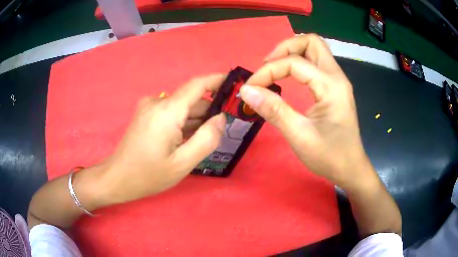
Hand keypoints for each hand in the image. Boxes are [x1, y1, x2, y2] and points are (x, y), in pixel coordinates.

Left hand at [99, 74, 226, 204]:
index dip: (217, 80)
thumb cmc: (149, 174)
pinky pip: (171, 112)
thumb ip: (207, 139)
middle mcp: (157, 102)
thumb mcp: (183, 163)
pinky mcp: (145, 113)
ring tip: (202, 141)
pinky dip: (182, 123)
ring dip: (195, 120)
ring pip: (182, 107)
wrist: (118, 178)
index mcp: (167, 111)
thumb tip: (221, 118)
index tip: (235, 83)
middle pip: (191, 100)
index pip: (197, 85)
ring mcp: (149, 107)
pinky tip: (184, 141)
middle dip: (209, 112)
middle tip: (222, 131)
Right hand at [240, 34, 371, 188]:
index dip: (268, 71)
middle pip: (311, 42)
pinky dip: (300, 63)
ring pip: (315, 50)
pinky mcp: (335, 88)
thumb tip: (247, 90)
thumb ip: (274, 110)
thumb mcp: (299, 136)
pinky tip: (290, 77)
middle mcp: (336, 76)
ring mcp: (337, 81)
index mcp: (331, 85)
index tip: (251, 88)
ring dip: (293, 53)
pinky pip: (317, 63)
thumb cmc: (329, 156)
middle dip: (285, 48)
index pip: (294, 63)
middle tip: (268, 66)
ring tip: (276, 69)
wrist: (350, 168)